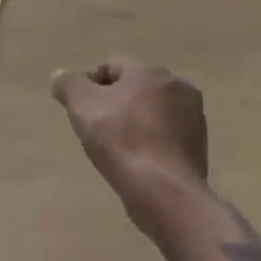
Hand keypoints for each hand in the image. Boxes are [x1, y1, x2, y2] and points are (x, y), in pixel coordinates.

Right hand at [52, 58, 208, 220]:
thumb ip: (69, 84)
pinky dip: (152, 145)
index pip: (114, 67)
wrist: (165, 194)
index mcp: (151, 71)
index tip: (82, 111)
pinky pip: (166, 138)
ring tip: (118, 150)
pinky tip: (139, 164)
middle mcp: (177, 87)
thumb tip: (61, 75)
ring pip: (153, 113)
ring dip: (137, 124)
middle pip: (136, 89)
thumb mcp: (82, 106)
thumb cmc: (121, 141)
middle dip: (117, 104)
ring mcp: (194, 120)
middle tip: (98, 130)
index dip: (93, 85)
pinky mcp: (200, 150)